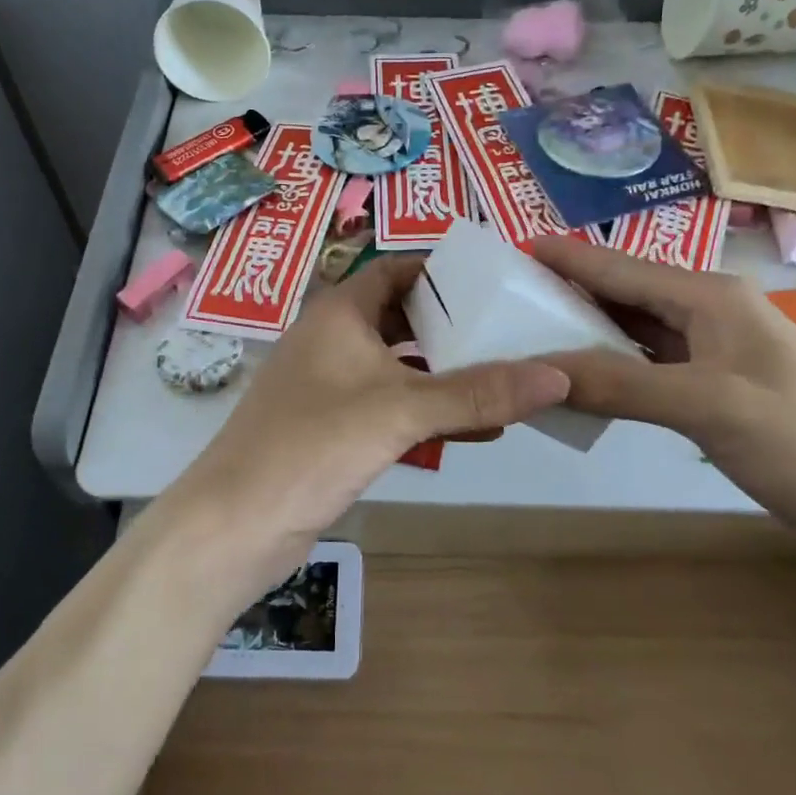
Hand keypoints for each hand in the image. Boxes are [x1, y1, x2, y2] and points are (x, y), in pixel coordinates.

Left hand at [162, 256, 569, 607]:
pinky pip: (390, 408)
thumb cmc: (312, 446)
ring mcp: (329, 387)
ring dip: (446, 375)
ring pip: (399, 367)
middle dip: (453, 326)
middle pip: (402, 318)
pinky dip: (428, 413)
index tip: (495, 282)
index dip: (442, 271)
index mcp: (339, 314)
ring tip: (507, 380)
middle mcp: (332, 341)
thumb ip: (478, 393)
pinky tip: (476, 430)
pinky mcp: (332, 430)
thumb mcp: (401, 412)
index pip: (395, 270)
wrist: (235, 525)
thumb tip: (560, 375)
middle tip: (512, 332)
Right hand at [529, 236, 795, 543]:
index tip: (508, 251)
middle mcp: (707, 312)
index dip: (563, 259)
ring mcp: (711, 352)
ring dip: (583, 335)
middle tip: (500, 304)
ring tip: (524, 338)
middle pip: (621, 295)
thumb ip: (621, 384)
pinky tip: (578, 381)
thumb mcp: (708, 407)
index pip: (618, 269)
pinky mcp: (713, 389)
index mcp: (708, 296)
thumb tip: (541, 371)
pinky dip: (610, 371)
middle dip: (564, 296)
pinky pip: (646, 367)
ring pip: (631, 332)